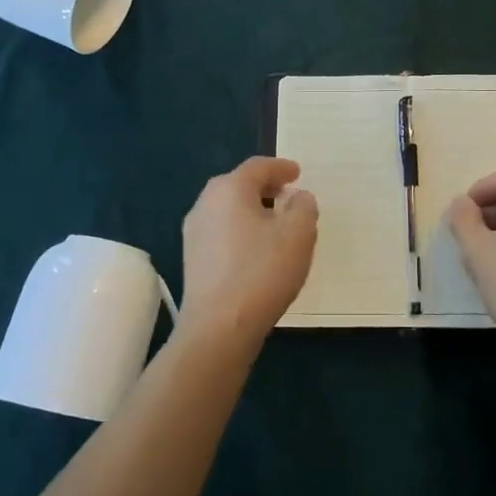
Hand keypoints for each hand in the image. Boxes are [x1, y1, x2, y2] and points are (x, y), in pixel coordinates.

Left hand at [179, 156, 318, 351]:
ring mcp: (194, 233)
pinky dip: (241, 230)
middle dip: (265, 187)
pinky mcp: (192, 259)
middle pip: (239, 185)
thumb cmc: (262, 271)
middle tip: (287, 195)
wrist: (218, 328)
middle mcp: (205, 203)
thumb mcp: (298, 233)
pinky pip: (221, 232)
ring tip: (275, 224)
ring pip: (228, 209)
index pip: (258, 167)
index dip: (280, 167)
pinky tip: (256, 250)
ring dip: (252, 210)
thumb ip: (303, 206)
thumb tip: (297, 197)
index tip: (297, 173)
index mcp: (229, 189)